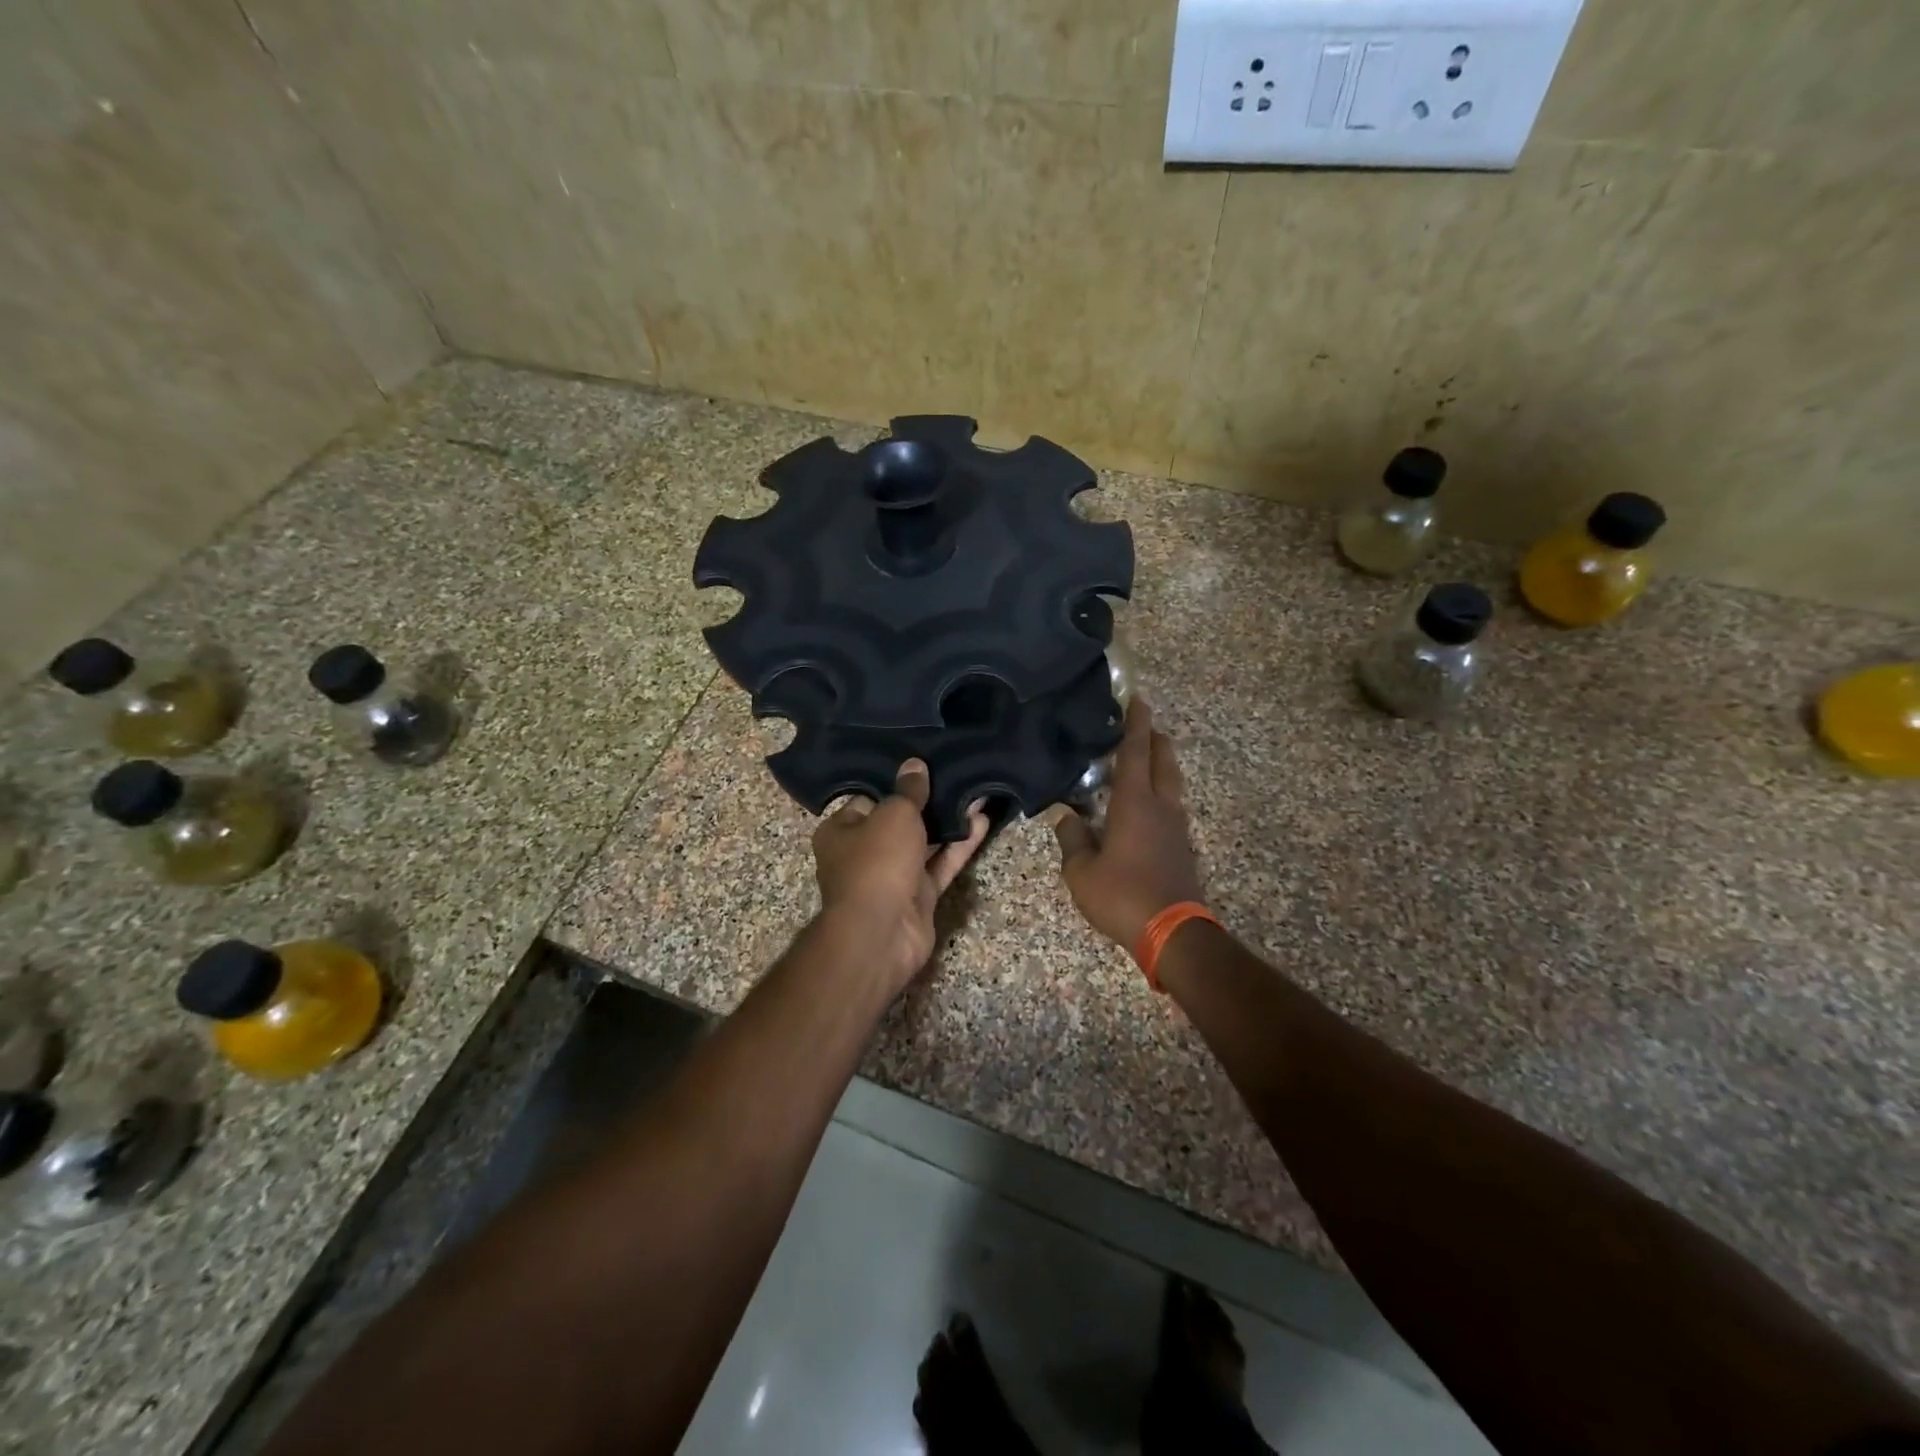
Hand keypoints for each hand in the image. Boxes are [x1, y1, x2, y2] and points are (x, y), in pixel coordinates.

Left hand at [812, 760, 988, 990]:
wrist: (882, 932)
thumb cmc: (876, 862)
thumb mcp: (894, 813)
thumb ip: (908, 790)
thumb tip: (914, 764)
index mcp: (840, 831)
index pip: (868, 800)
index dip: (894, 784)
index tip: (922, 766)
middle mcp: (862, 854)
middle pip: (898, 822)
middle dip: (926, 803)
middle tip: (954, 774)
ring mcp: (891, 877)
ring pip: (923, 844)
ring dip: (948, 822)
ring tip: (976, 791)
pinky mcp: (918, 897)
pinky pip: (940, 864)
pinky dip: (959, 846)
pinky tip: (982, 821)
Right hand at [1054, 698, 1203, 949]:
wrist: (1173, 932)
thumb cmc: (1122, 895)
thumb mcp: (1082, 871)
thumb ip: (1072, 839)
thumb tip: (1063, 814)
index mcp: (1135, 804)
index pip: (1135, 753)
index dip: (1136, 725)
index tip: (1138, 699)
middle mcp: (1161, 807)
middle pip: (1162, 762)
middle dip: (1154, 739)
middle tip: (1144, 724)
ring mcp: (1176, 828)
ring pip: (1171, 784)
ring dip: (1161, 765)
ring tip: (1146, 759)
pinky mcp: (1181, 848)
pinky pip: (1171, 806)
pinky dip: (1161, 792)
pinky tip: (1147, 804)